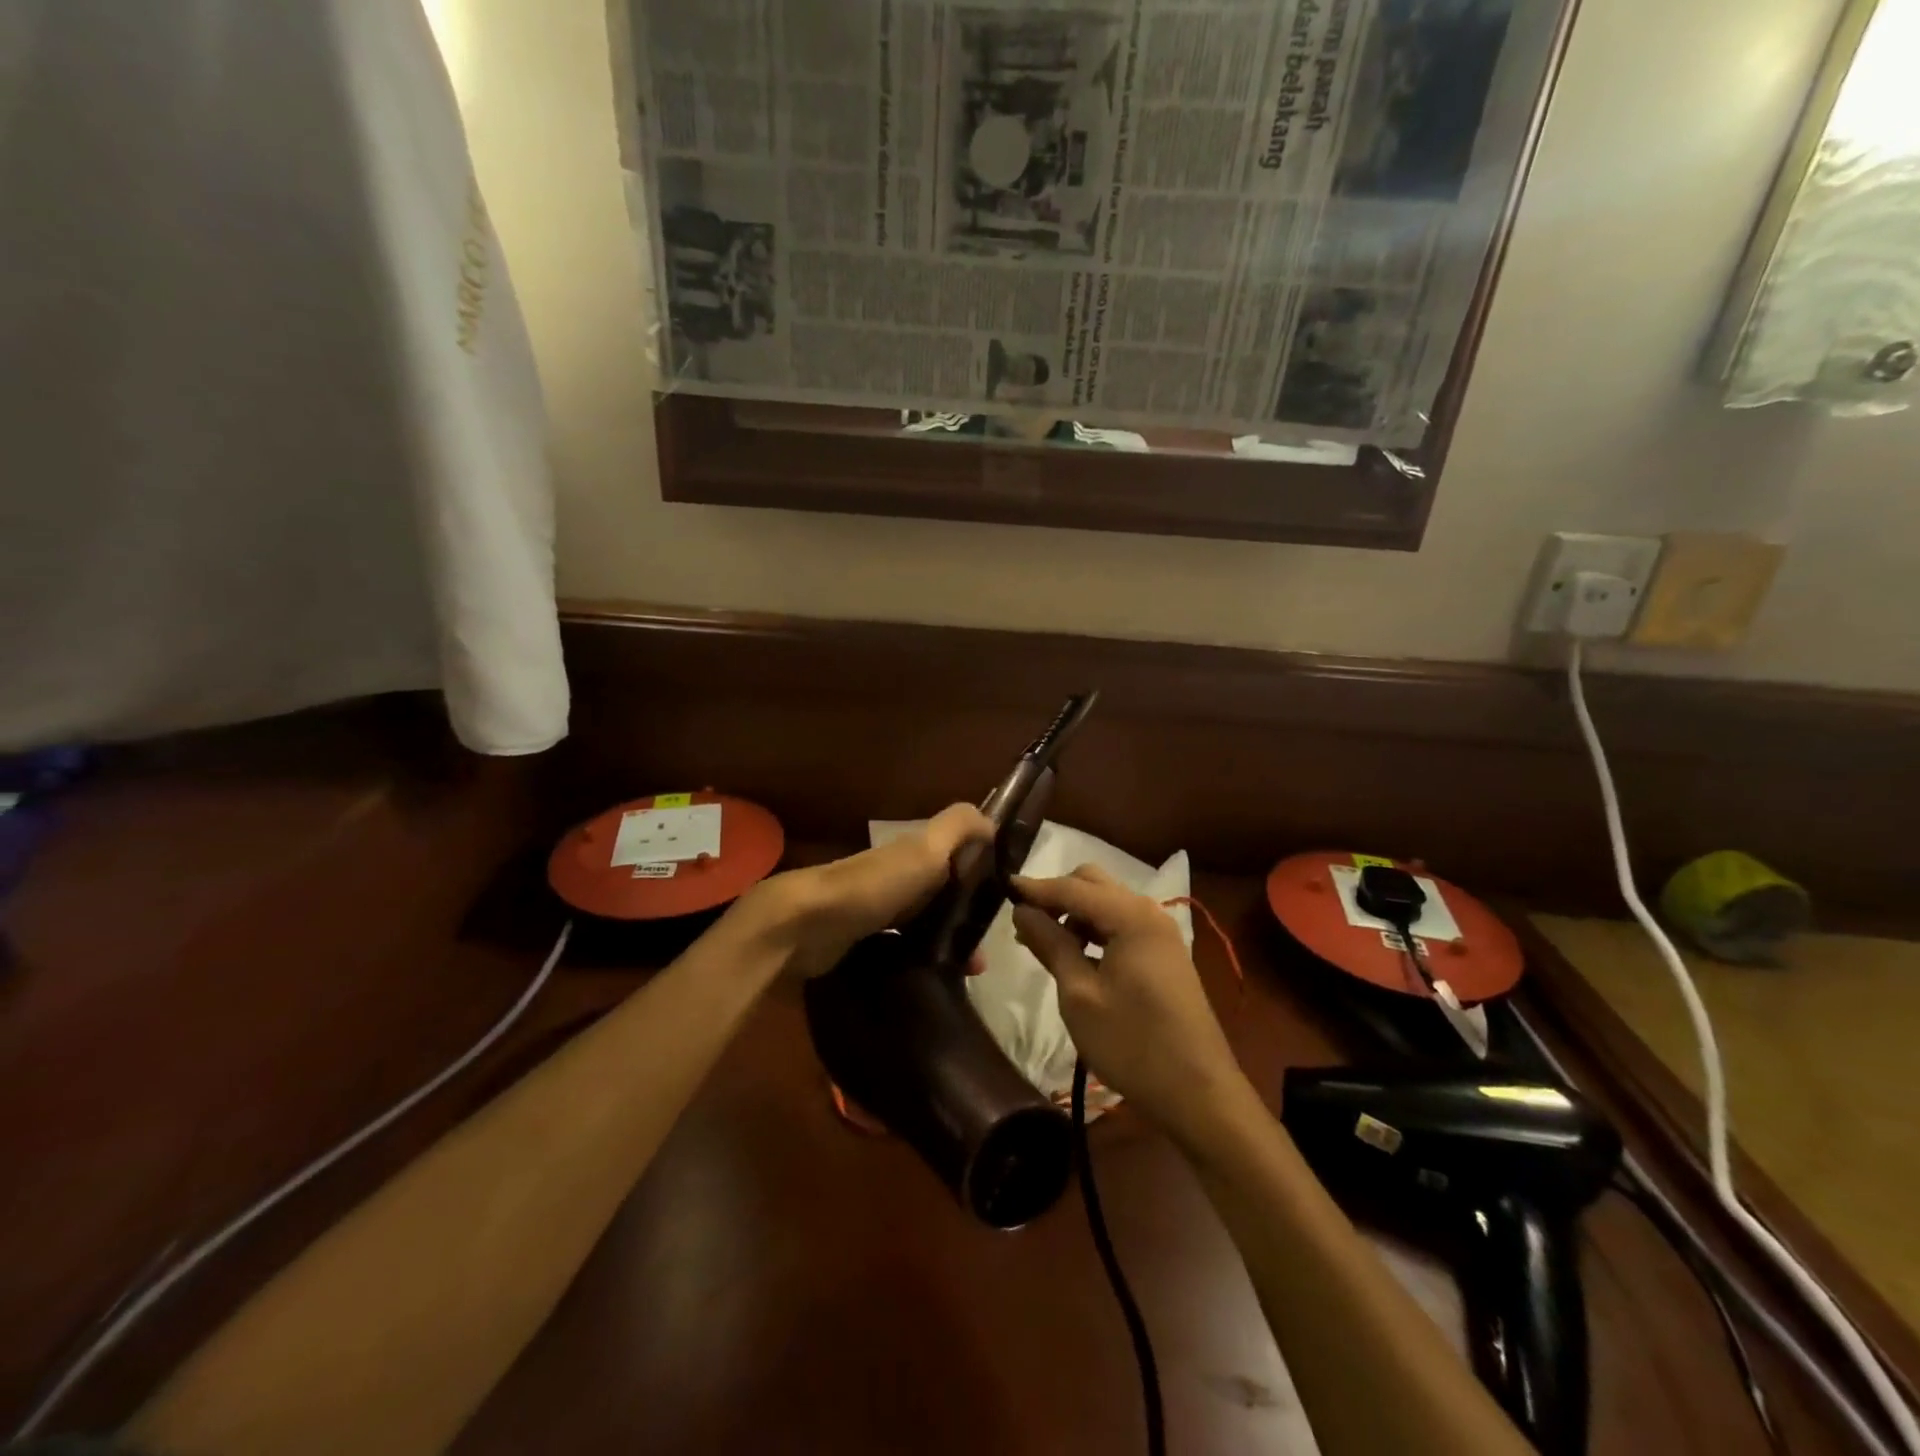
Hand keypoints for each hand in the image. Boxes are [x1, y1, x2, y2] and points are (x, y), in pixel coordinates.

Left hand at [740, 803, 993, 976]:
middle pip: (940, 894)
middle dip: (964, 919)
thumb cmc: (874, 885)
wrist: (806, 924)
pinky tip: (931, 980)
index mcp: (912, 854)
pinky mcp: (859, 941)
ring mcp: (875, 910)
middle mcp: (895, 878)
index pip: (955, 859)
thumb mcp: (924, 849)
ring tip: (965, 974)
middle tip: (983, 956)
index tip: (1002, 906)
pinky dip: (919, 959)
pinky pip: (900, 948)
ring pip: (922, 924)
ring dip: (945, 944)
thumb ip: (958, 827)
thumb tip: (992, 819)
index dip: (980, 877)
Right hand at [1012, 865, 1255, 1145]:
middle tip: (1023, 920)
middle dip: (1056, 895)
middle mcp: (1148, 912)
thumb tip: (1022, 911)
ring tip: (1040, 939)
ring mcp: (1159, 933)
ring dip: (1073, 912)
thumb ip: (1050, 944)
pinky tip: (1072, 952)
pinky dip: (1093, 929)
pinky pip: (1120, 924)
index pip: (1072, 887)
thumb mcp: (1079, 994)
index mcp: (1130, 916)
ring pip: (1106, 902)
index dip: (1035, 888)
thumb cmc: (1131, 1044)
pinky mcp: (1162, 954)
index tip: (1001, 887)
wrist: (1198, 1093)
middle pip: (1093, 883)